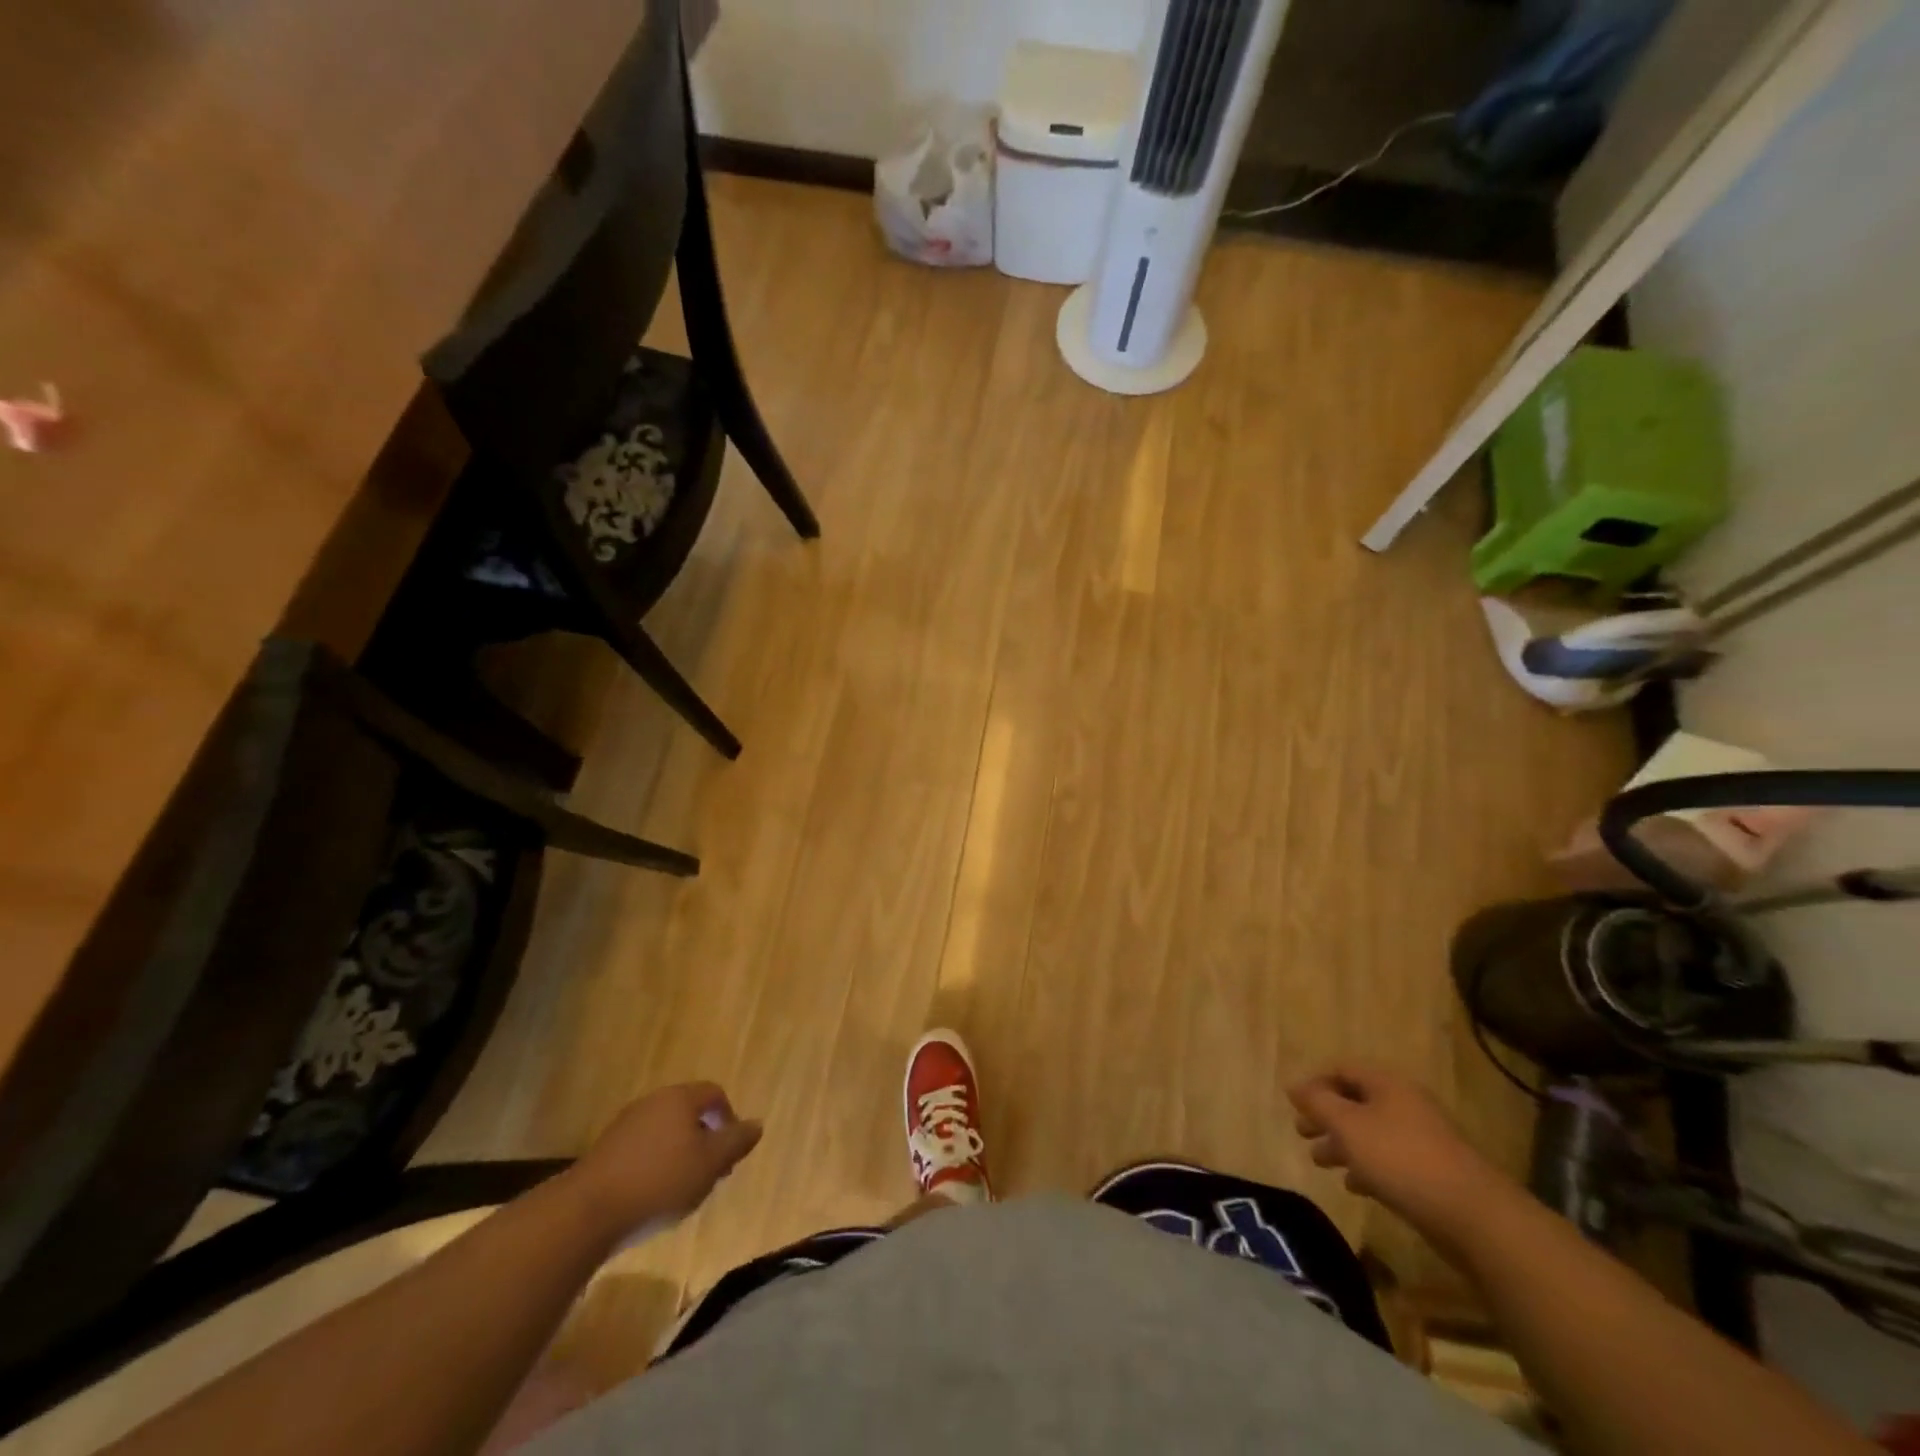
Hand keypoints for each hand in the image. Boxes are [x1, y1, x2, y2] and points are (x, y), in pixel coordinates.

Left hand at [567, 1082, 762, 1237]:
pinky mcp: (604, 1151)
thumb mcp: (710, 1164)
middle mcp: (652, 1102)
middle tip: (710, 1172)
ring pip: (664, 1132)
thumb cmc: (660, 1181)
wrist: (587, 1213)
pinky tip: (652, 1196)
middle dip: (704, 1138)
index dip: (728, 1119)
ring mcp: (625, 1125)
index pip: (714, 1094)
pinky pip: (641, 1150)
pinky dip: (654, 1166)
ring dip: (679, 1153)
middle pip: (688, 1112)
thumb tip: (757, 1124)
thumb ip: (736, 1141)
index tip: (730, 1152)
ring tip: (682, 1188)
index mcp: (680, 1098)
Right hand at [1287, 1065, 1510, 1255]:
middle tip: (1302, 1133)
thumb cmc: (1401, 1159)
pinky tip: (1355, 1186)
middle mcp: (1405, 1104)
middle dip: (1326, 1116)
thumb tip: (1294, 1086)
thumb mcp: (1348, 1126)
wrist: (1474, 1216)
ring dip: (1343, 1144)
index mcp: (1387, 1084)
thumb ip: (1317, 1103)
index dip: (1315, 1083)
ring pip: (1371, 1133)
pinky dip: (1367, 1167)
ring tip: (1321, 1162)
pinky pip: (1390, 1160)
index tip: (1294, 1105)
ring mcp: (1422, 1138)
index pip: (1342, 1069)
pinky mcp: (1433, 1172)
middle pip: (1355, 1101)